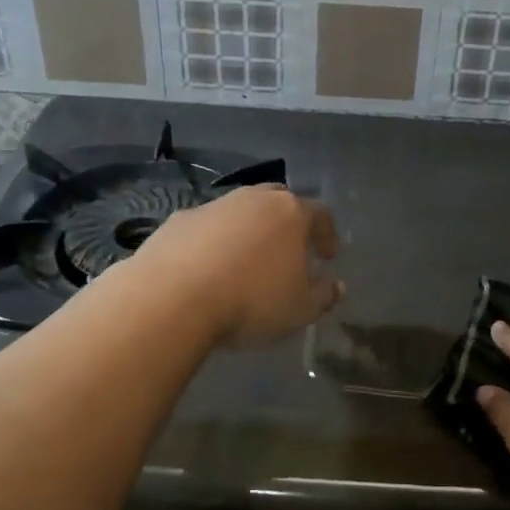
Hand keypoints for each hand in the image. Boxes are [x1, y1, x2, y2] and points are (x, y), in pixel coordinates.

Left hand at [134, 185, 342, 347]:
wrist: (173, 296)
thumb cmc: (250, 301)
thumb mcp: (300, 309)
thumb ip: (323, 296)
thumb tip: (337, 286)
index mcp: (291, 213)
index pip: (320, 213)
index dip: (327, 234)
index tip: (327, 256)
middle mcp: (254, 199)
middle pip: (279, 200)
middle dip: (288, 222)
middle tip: (289, 249)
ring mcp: (215, 206)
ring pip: (241, 210)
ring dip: (249, 230)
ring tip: (246, 261)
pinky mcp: (180, 219)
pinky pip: (207, 226)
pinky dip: (214, 241)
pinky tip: (208, 268)